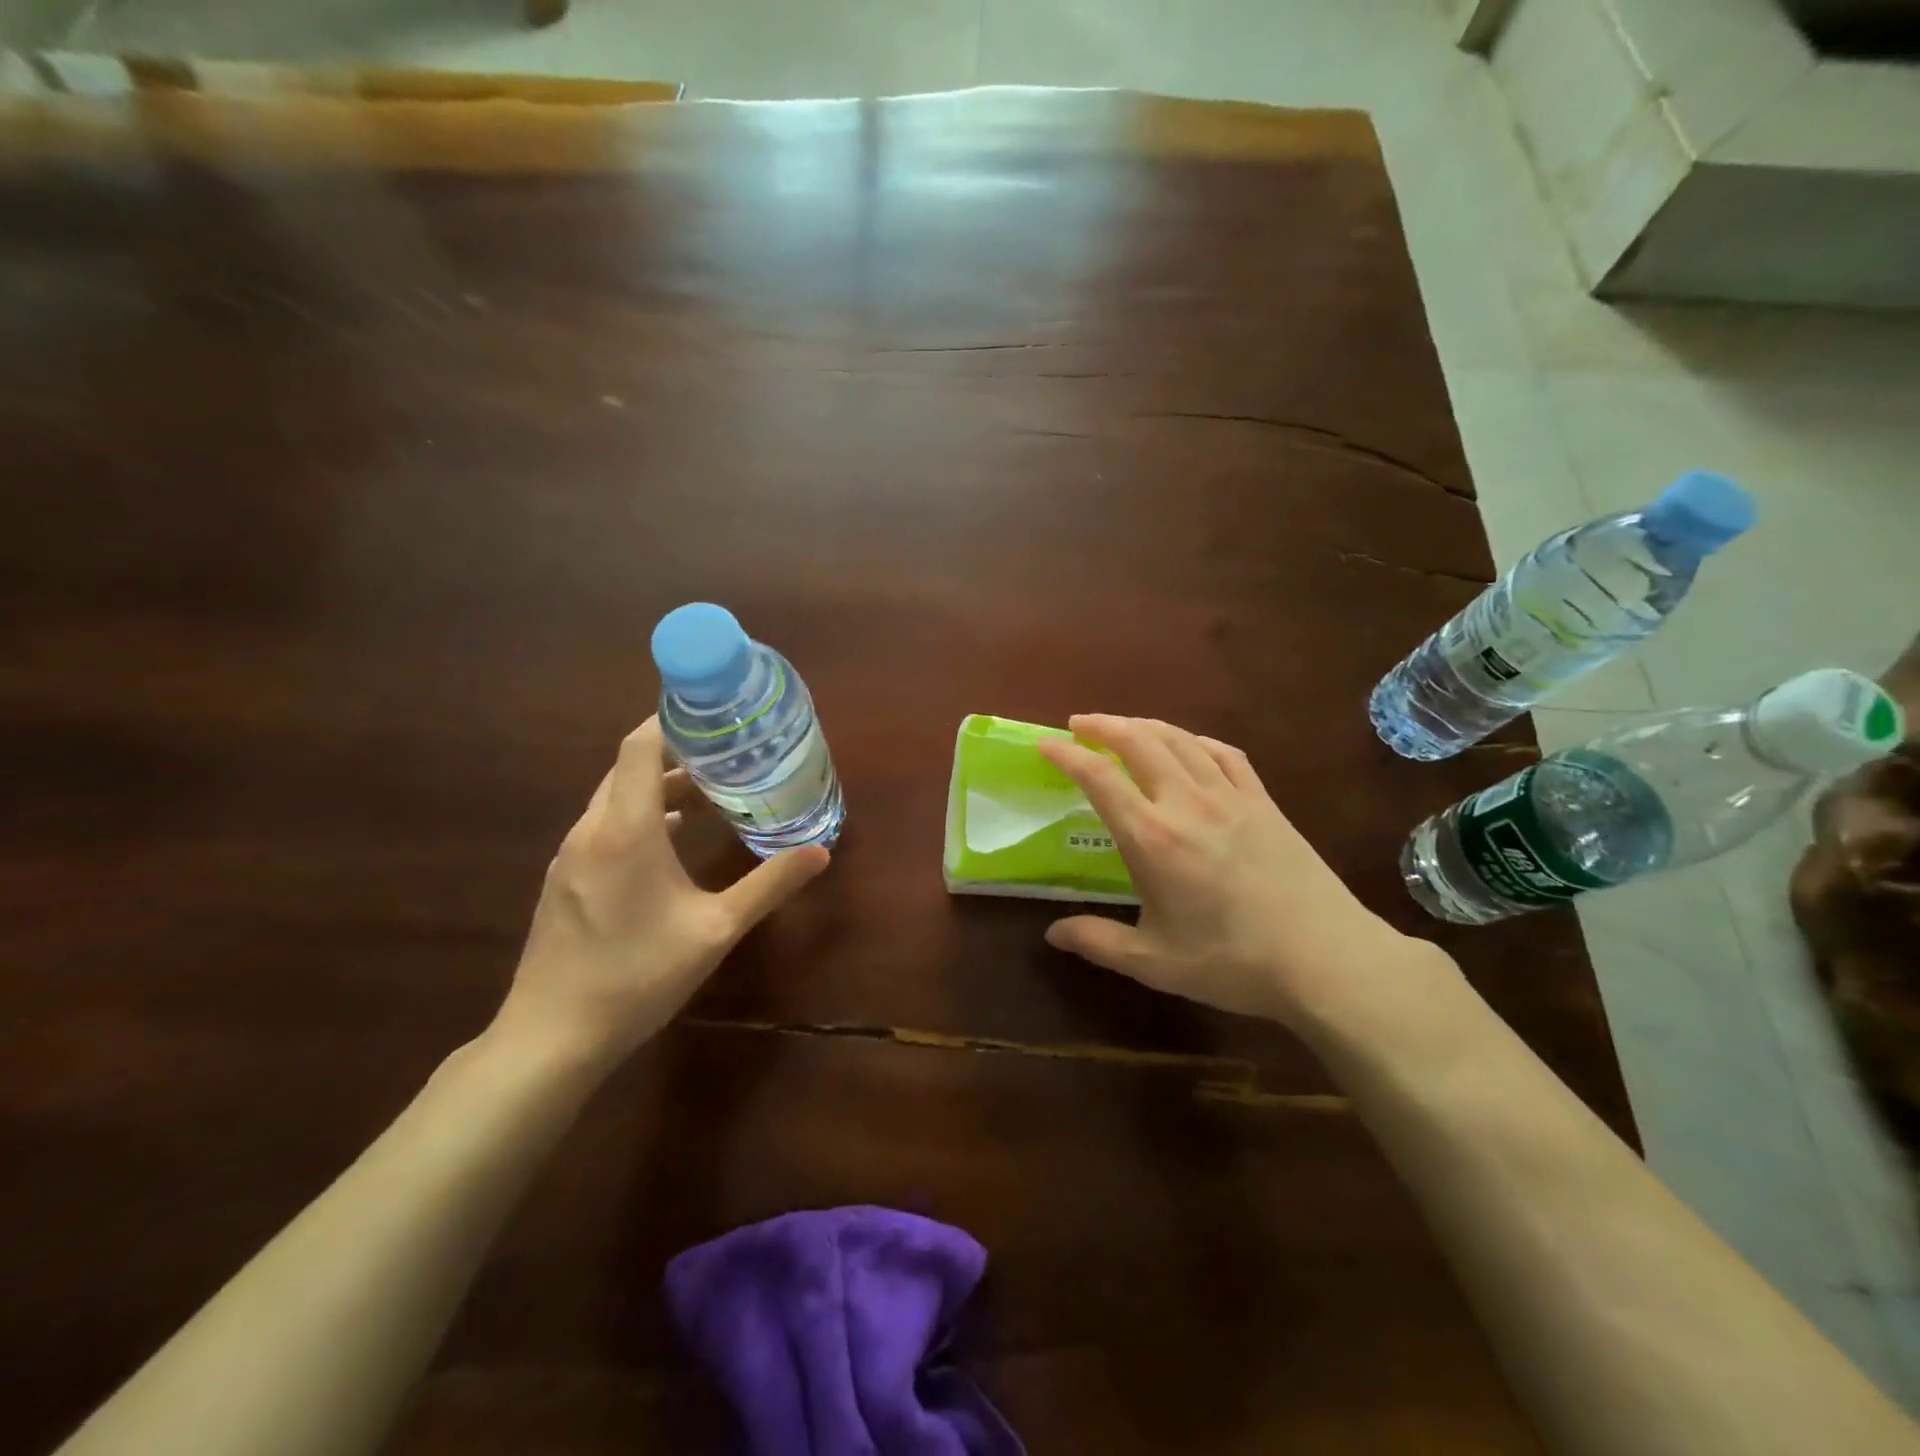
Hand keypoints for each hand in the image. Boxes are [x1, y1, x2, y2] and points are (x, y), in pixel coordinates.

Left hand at [492, 717, 828, 1067]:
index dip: (672, 720)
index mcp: (625, 829)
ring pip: (616, 798)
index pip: (640, 746)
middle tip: (726, 752)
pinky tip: (673, 840)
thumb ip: (769, 885)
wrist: (551, 1038)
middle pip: (629, 768)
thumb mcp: (715, 930)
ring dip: (659, 787)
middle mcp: (591, 830)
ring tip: (709, 792)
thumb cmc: (637, 976)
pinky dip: (641, 816)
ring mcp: (571, 856)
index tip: (713, 713)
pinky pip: (605, 826)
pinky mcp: (565, 881)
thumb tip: (821, 851)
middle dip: (676, 753)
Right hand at [1038, 715, 1422, 1026]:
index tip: (1044, 743)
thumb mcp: (1153, 962)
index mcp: (1152, 837)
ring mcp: (1230, 797)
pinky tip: (1188, 745)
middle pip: (1139, 741)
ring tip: (1123, 726)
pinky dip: (1196, 740)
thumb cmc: (1232, 962)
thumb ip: (1097, 941)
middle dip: (1103, 725)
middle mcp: (1187, 803)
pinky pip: (1224, 754)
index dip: (1067, 754)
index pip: (1099, 778)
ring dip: (1144, 725)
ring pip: (1180, 740)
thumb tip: (1052, 933)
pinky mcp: (1264, 802)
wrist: (1326, 959)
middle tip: (1079, 725)